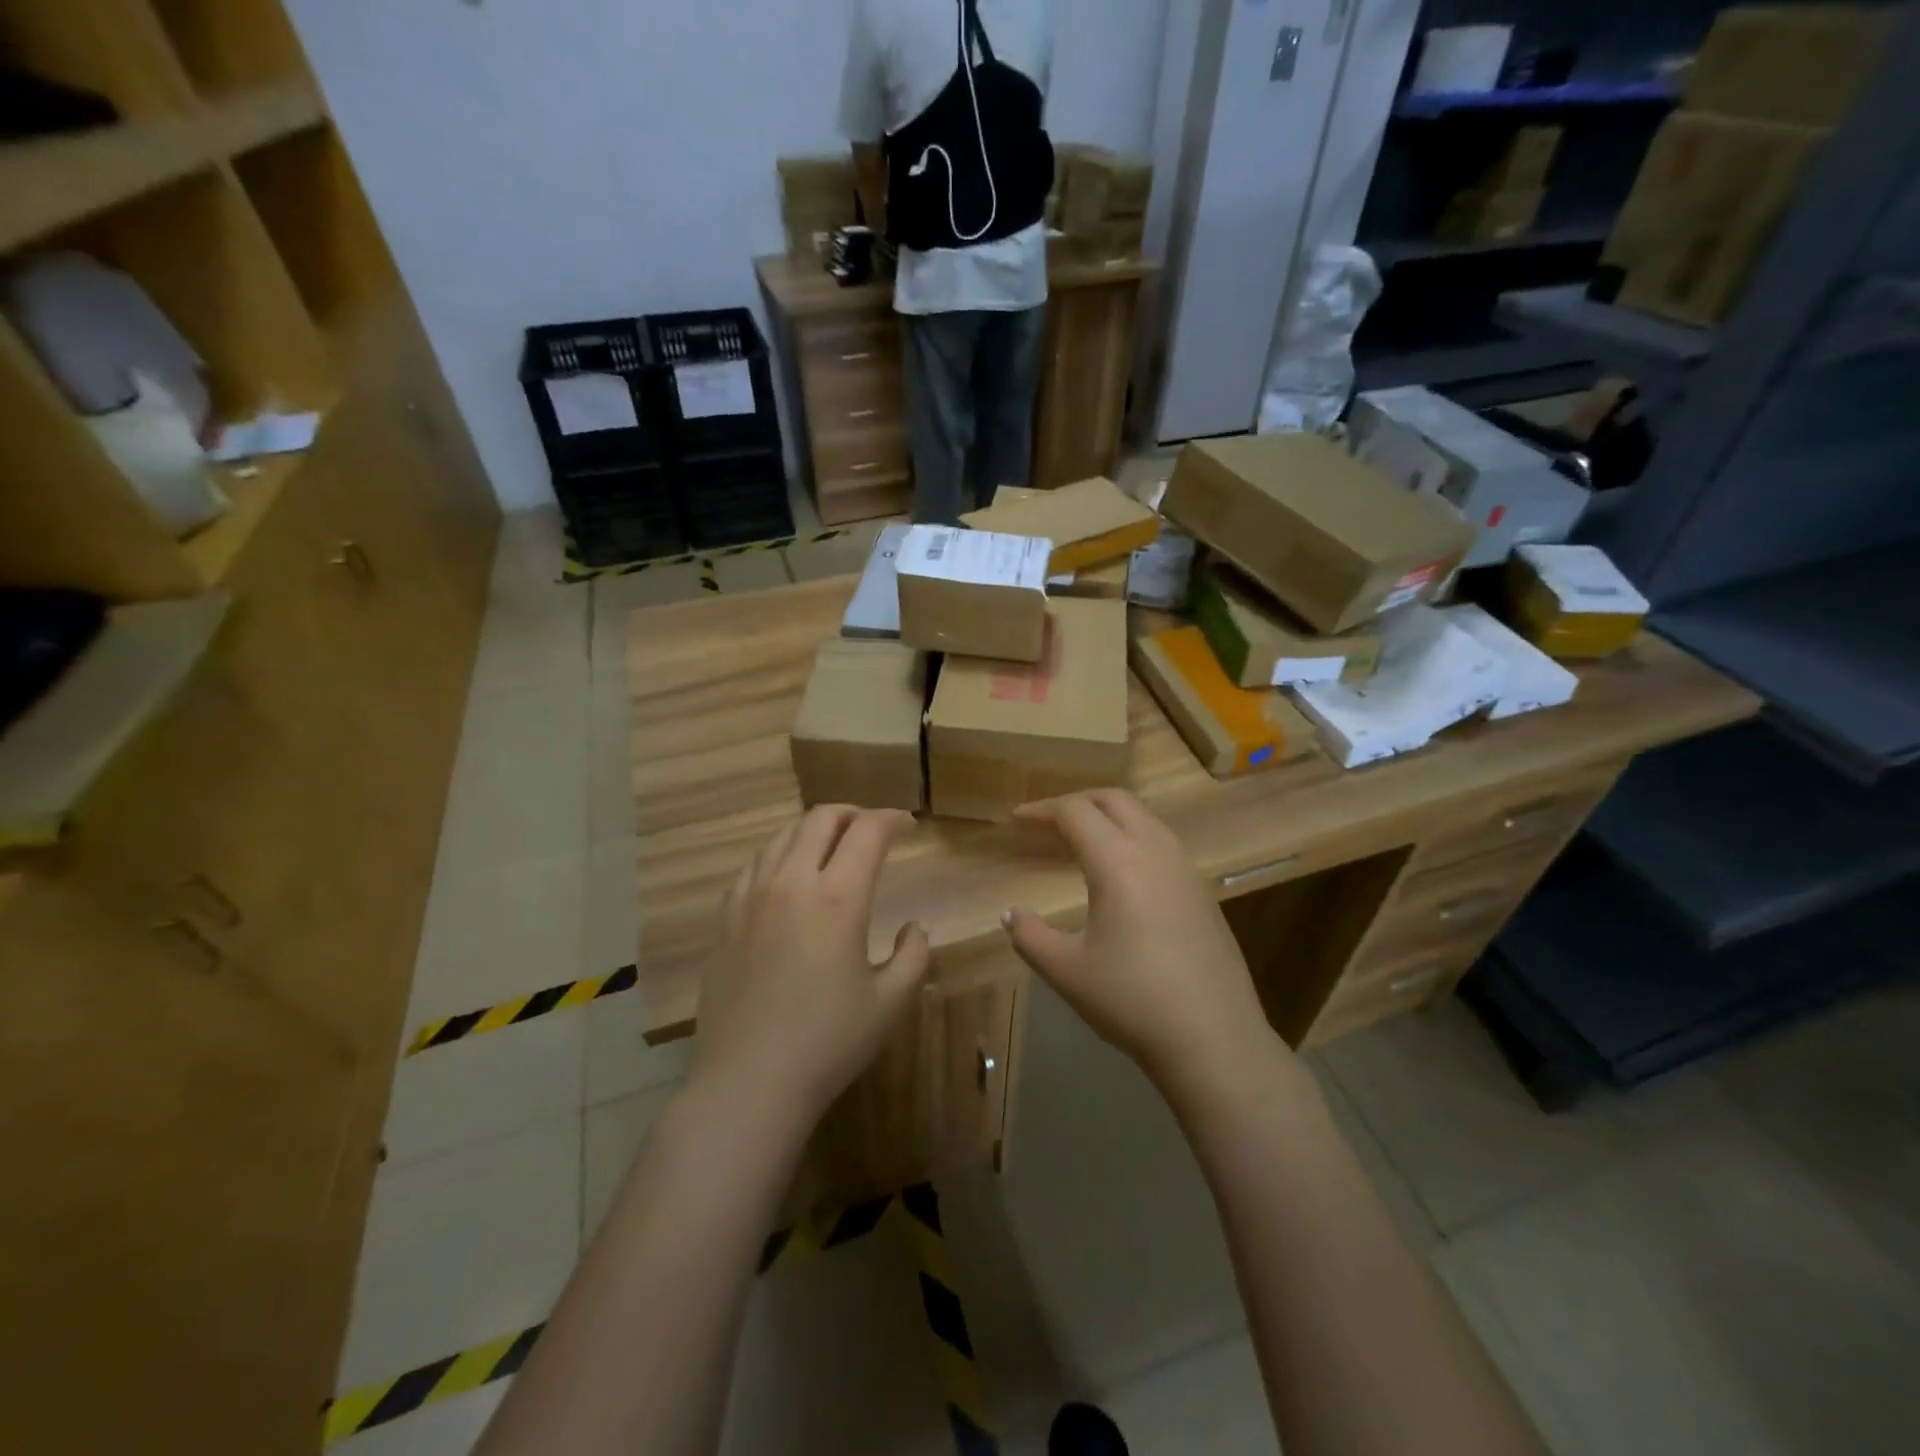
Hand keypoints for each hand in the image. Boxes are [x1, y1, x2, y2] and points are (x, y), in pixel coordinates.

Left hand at [689, 805, 929, 1128]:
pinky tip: (787, 879)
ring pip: (783, 836)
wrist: (749, 1082)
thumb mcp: (890, 1002)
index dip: (891, 819)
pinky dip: (780, 856)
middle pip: (821, 819)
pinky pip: (754, 865)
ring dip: (814, 831)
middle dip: (852, 814)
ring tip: (831, 848)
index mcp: (838, 897)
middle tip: (871, 830)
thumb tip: (914, 926)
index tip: (906, 826)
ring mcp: (751, 897)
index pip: (868, 831)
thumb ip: (914, 955)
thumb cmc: (829, 1042)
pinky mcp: (725, 918)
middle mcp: (791, 882)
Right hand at [1004, 789, 1282, 1095]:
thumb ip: (1030, 935)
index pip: (1075, 812)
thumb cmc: (1131, 1000)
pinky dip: (1132, 838)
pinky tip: (1121, 873)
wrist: (1213, 1039)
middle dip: (1077, 801)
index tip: (1017, 819)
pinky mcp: (1202, 891)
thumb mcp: (1066, 970)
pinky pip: (1162, 843)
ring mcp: (1186, 869)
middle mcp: (1155, 851)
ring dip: (1109, 817)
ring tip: (1081, 841)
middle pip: (1114, 800)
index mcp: (1118, 861)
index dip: (1042, 809)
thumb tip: (1011, 914)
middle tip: (1047, 821)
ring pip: (1144, 818)